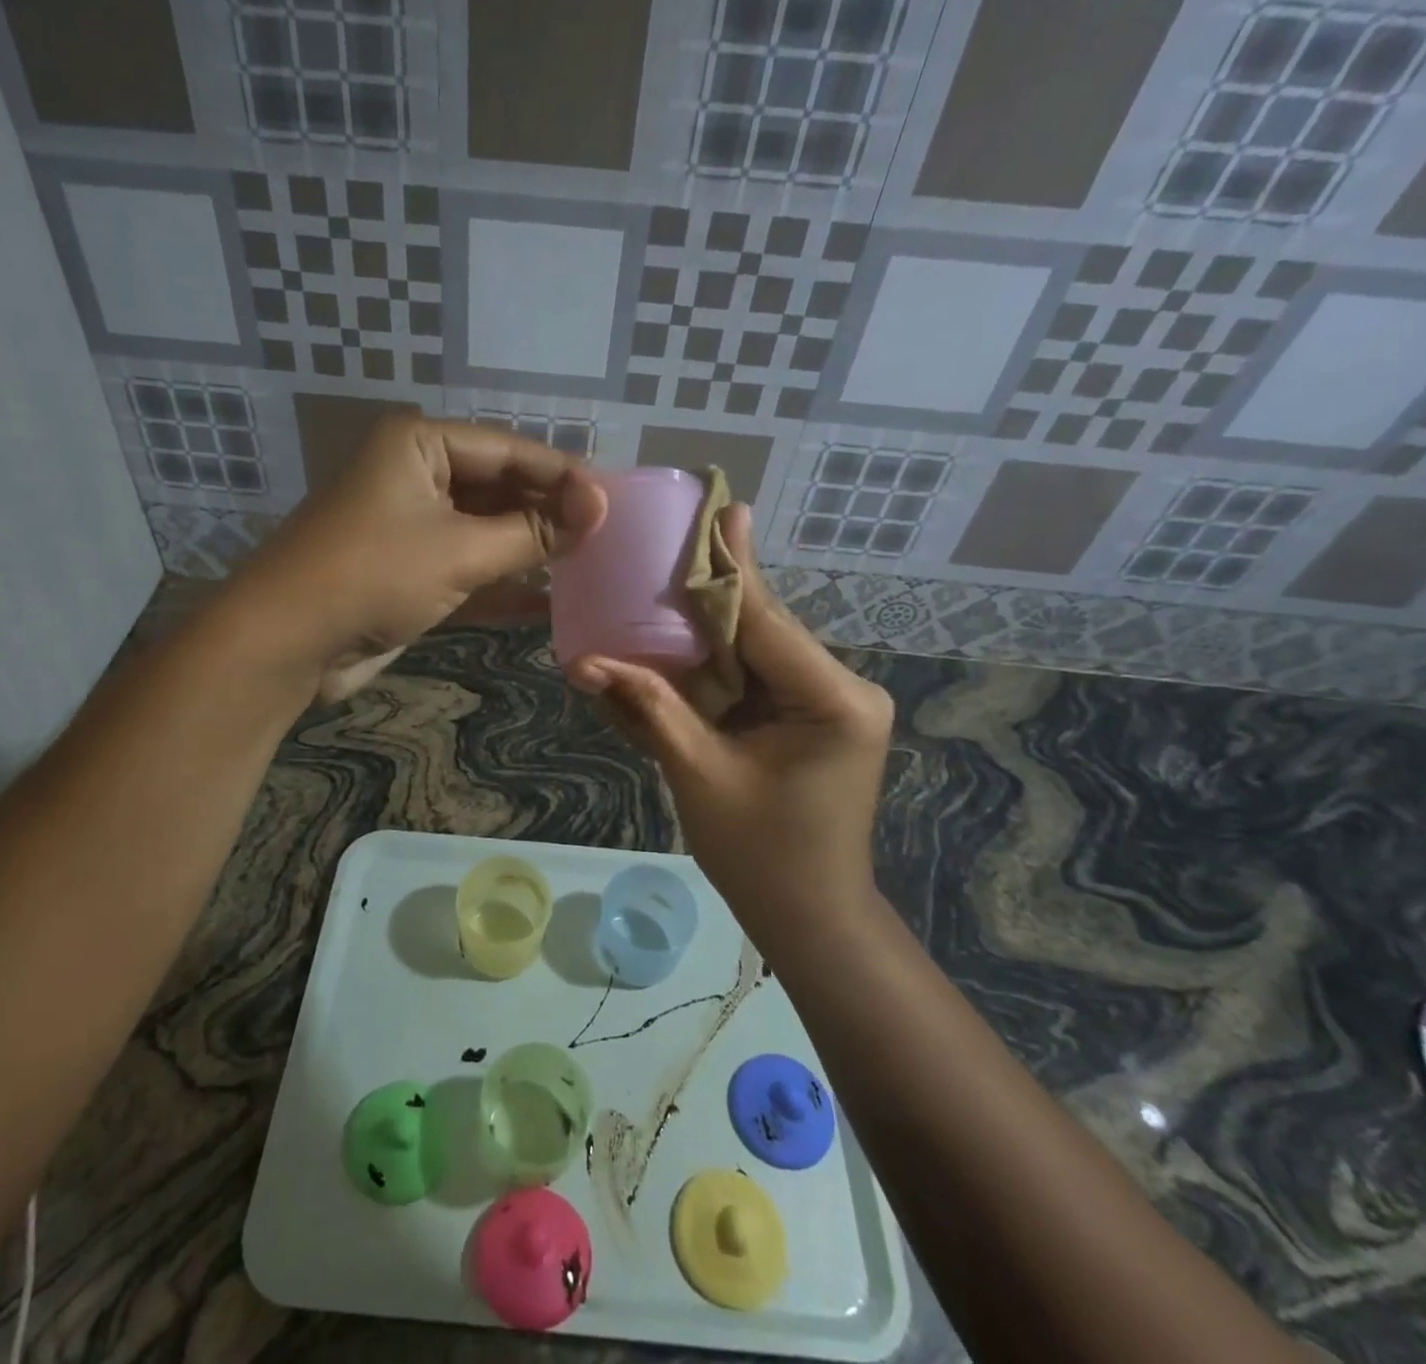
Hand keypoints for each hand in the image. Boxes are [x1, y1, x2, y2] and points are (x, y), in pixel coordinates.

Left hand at [230, 416, 605, 697]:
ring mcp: (412, 527)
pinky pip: (468, 569)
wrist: (288, 643)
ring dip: (530, 550)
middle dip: (548, 514)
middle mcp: (416, 476)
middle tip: (606, 537)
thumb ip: (533, 532)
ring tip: (589, 564)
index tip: (613, 503)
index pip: (509, 450)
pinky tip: (549, 602)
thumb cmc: (375, 575)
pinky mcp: (410, 573)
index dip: (563, 476)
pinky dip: (503, 585)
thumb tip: (599, 509)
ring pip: (486, 531)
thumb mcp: (462, 550)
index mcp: (420, 445)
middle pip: (499, 489)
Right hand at [565, 504, 892, 933]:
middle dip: (709, 595)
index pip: (766, 621)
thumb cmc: (761, 857)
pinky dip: (712, 666)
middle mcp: (842, 688)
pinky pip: (753, 677)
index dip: (729, 569)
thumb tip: (583, 662)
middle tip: (669, 543)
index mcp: (833, 700)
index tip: (718, 508)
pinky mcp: (809, 715)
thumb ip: (648, 708)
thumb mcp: (698, 775)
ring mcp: (828, 701)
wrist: (809, 917)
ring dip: (706, 629)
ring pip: (754, 649)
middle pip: (761, 628)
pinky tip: (678, 636)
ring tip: (664, 579)